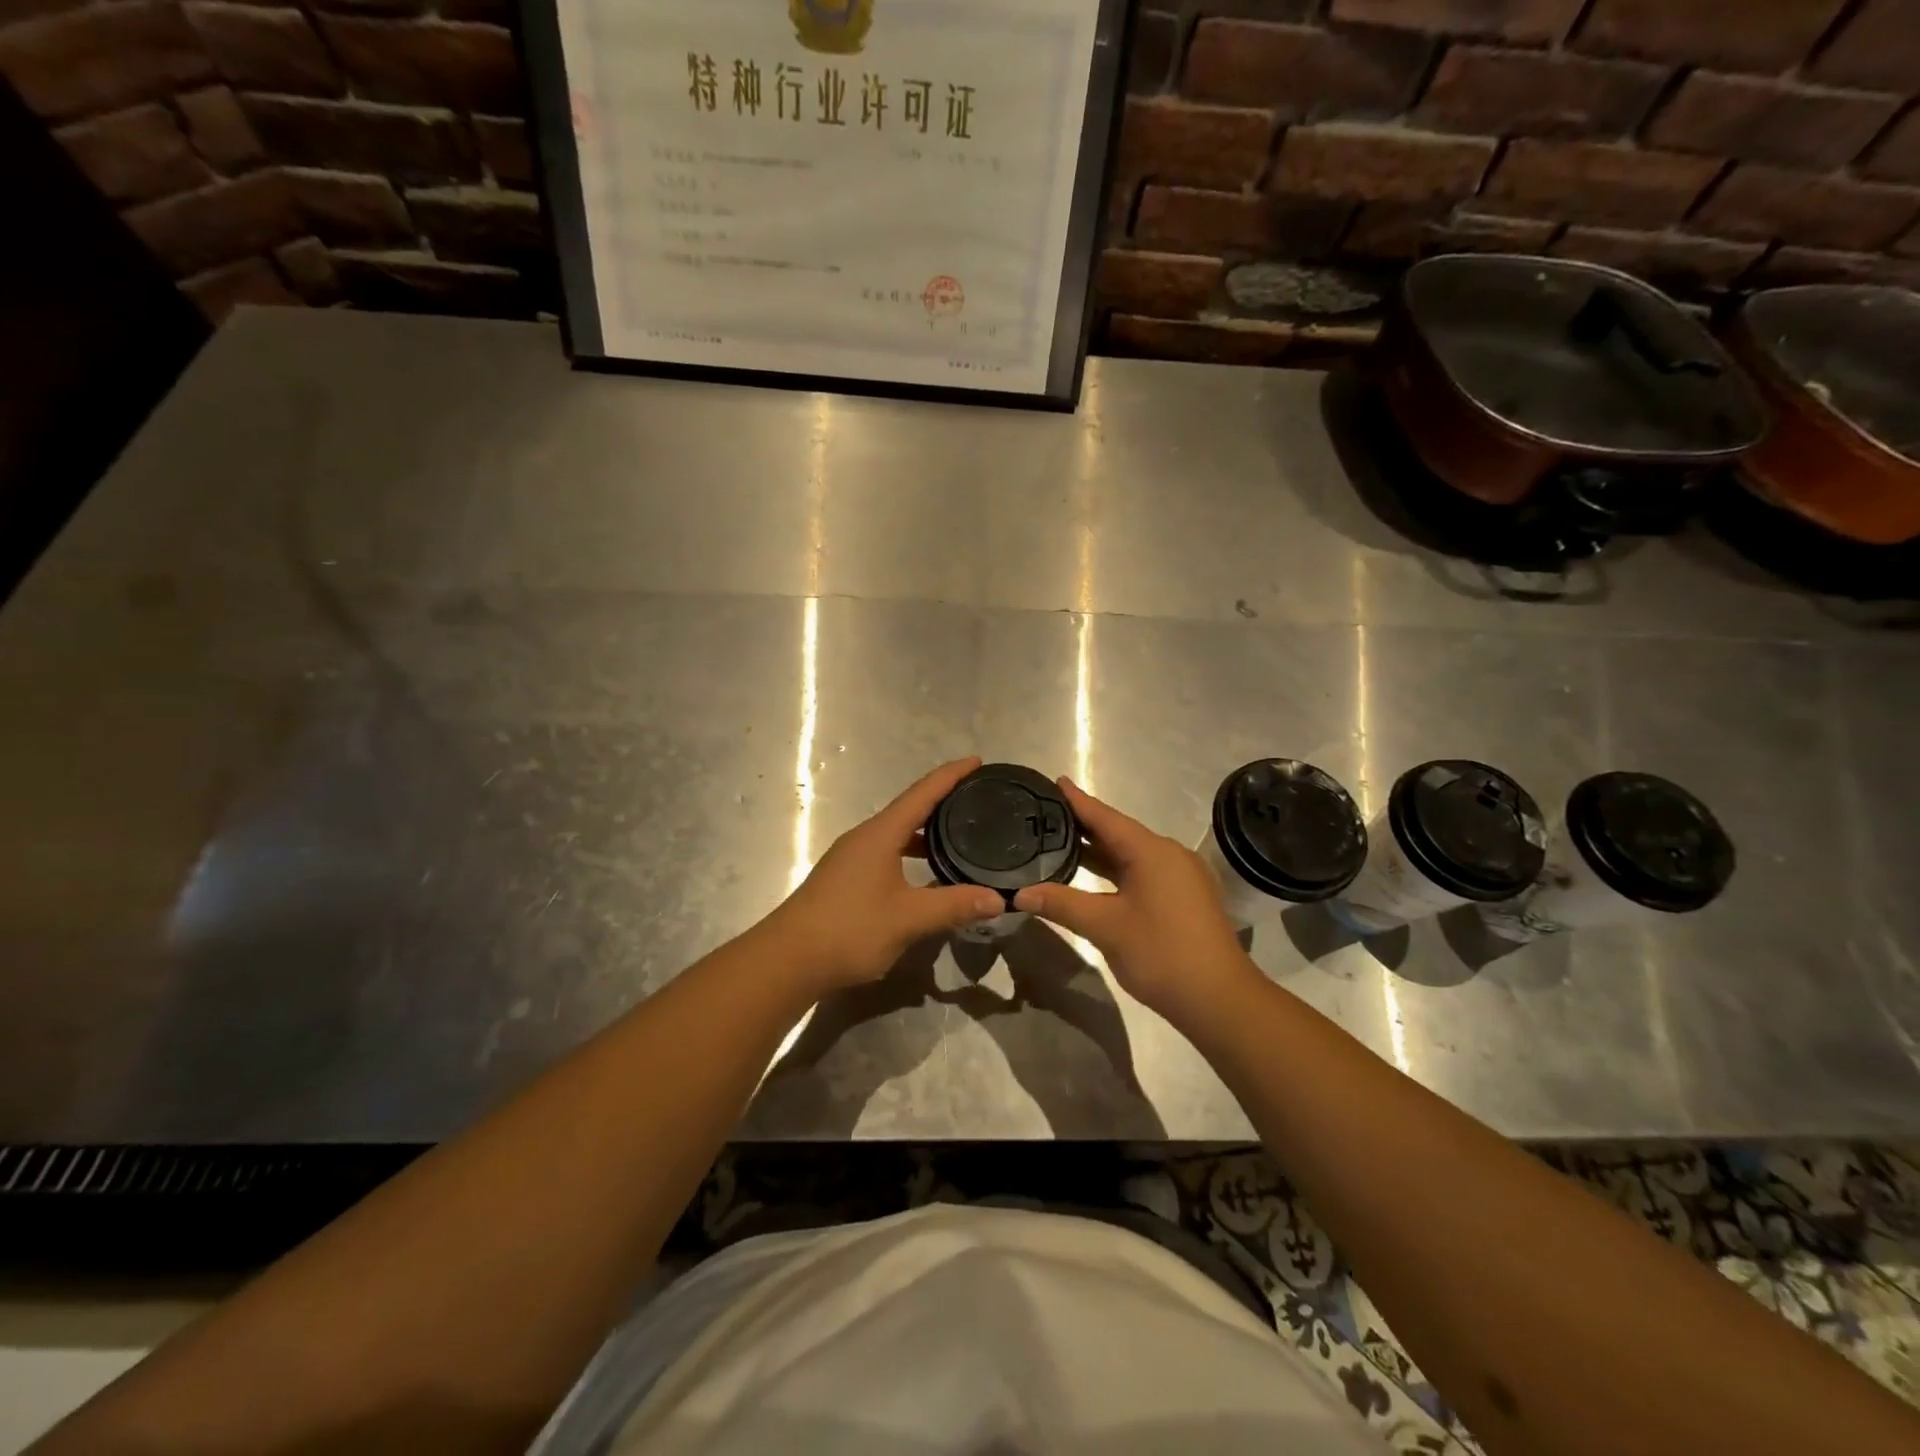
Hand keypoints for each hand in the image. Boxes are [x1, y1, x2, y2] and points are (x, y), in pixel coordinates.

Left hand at [760, 758, 1005, 996]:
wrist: (788, 959)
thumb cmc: (849, 929)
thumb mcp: (908, 918)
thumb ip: (954, 905)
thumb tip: (998, 899)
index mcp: (880, 834)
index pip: (922, 793)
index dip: (950, 775)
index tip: (976, 761)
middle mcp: (865, 837)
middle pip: (909, 809)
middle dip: (942, 801)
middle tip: (976, 799)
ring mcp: (852, 857)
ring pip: (896, 834)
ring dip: (926, 831)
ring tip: (959, 835)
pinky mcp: (846, 878)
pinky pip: (887, 852)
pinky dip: (911, 853)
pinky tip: (926, 874)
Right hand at [1013, 778, 1257, 1025]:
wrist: (1219, 999)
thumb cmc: (1161, 954)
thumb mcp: (1105, 927)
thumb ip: (1062, 904)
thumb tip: (1020, 894)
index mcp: (1151, 851)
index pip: (1105, 817)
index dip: (1078, 800)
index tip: (1055, 781)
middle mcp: (1168, 855)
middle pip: (1118, 832)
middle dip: (1083, 825)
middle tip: (1047, 814)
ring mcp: (1180, 877)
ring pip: (1131, 855)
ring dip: (1099, 851)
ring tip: (1060, 842)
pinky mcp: (1183, 898)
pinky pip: (1142, 872)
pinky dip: (1115, 870)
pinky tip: (1093, 876)